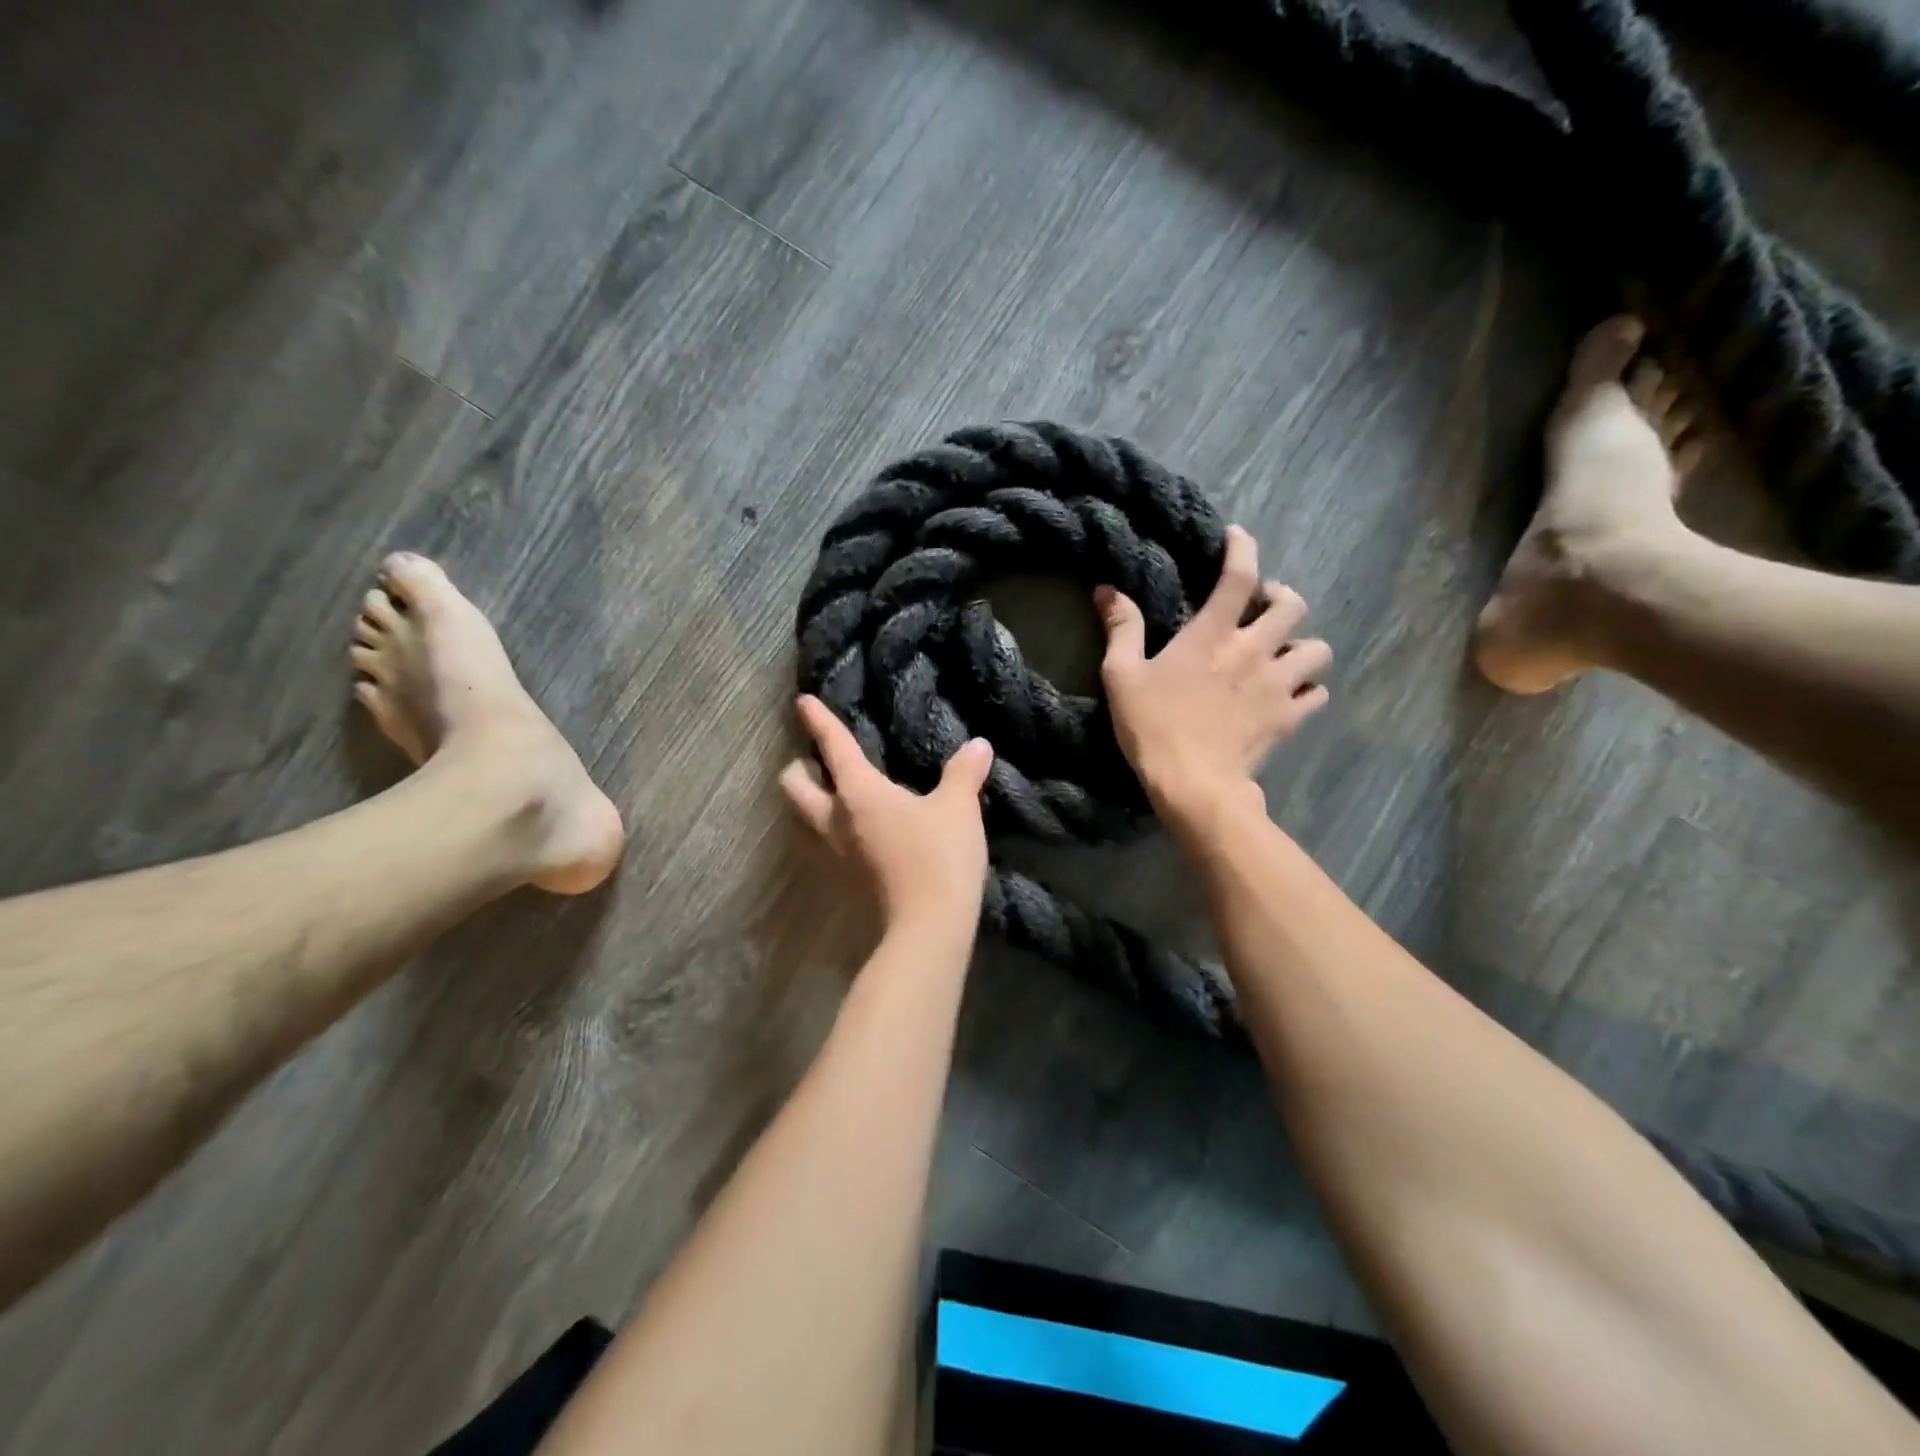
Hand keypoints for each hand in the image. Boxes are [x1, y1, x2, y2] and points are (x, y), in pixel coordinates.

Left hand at [780, 695, 994, 930]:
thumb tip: (979, 744)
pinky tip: (846, 836)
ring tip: (824, 796)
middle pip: (794, 787)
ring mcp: (831, 855)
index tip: (802, 702)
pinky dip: (821, 832)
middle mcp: (833, 820)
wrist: (927, 928)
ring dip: (804, 803)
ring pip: (798, 820)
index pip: (834, 747)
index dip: (818, 721)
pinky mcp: (839, 883)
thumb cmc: (939, 857)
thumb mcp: (958, 808)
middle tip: (813, 761)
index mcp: (858, 793)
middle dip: (798, 768)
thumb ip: (964, 772)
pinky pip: (817, 847)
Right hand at [1097, 524, 1330, 822]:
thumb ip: (1121, 629)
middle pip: (1292, 604)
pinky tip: (1291, 694)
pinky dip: (1308, 689)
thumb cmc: (1153, 726)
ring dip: (1301, 646)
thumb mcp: (1122, 676)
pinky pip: (1317, 693)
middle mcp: (1254, 649)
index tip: (1239, 537)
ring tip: (1282, 654)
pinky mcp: (1290, 717)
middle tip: (1262, 608)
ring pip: (1316, 649)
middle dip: (1281, 597)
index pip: (1239, 575)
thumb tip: (1107, 591)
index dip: (1243, 548)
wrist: (1193, 784)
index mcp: (1213, 633)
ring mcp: (1278, 684)